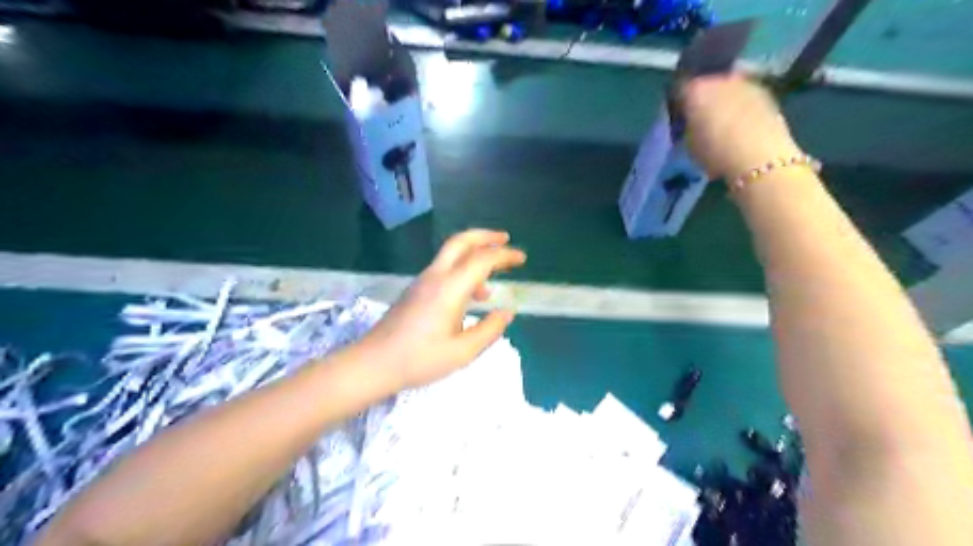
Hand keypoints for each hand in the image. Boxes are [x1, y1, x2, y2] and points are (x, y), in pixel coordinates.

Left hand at [356, 228, 529, 390]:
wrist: (373, 363)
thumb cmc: (419, 360)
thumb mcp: (462, 352)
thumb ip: (489, 330)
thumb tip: (507, 312)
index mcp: (450, 288)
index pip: (482, 260)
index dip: (505, 255)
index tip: (522, 258)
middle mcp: (435, 276)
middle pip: (461, 241)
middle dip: (485, 236)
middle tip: (505, 239)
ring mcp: (422, 281)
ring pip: (451, 254)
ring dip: (474, 254)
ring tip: (492, 279)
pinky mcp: (415, 290)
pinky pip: (443, 268)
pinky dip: (462, 270)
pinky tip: (470, 296)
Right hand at [678, 73, 801, 180]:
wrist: (758, 157)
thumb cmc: (714, 153)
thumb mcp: (689, 143)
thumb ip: (688, 126)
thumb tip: (693, 122)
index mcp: (695, 90)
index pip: (680, 89)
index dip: (678, 103)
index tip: (678, 116)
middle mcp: (719, 79)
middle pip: (706, 83)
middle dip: (703, 98)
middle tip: (701, 117)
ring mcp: (745, 83)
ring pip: (727, 87)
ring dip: (723, 100)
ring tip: (723, 122)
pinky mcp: (766, 93)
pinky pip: (745, 96)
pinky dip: (741, 106)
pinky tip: (741, 124)